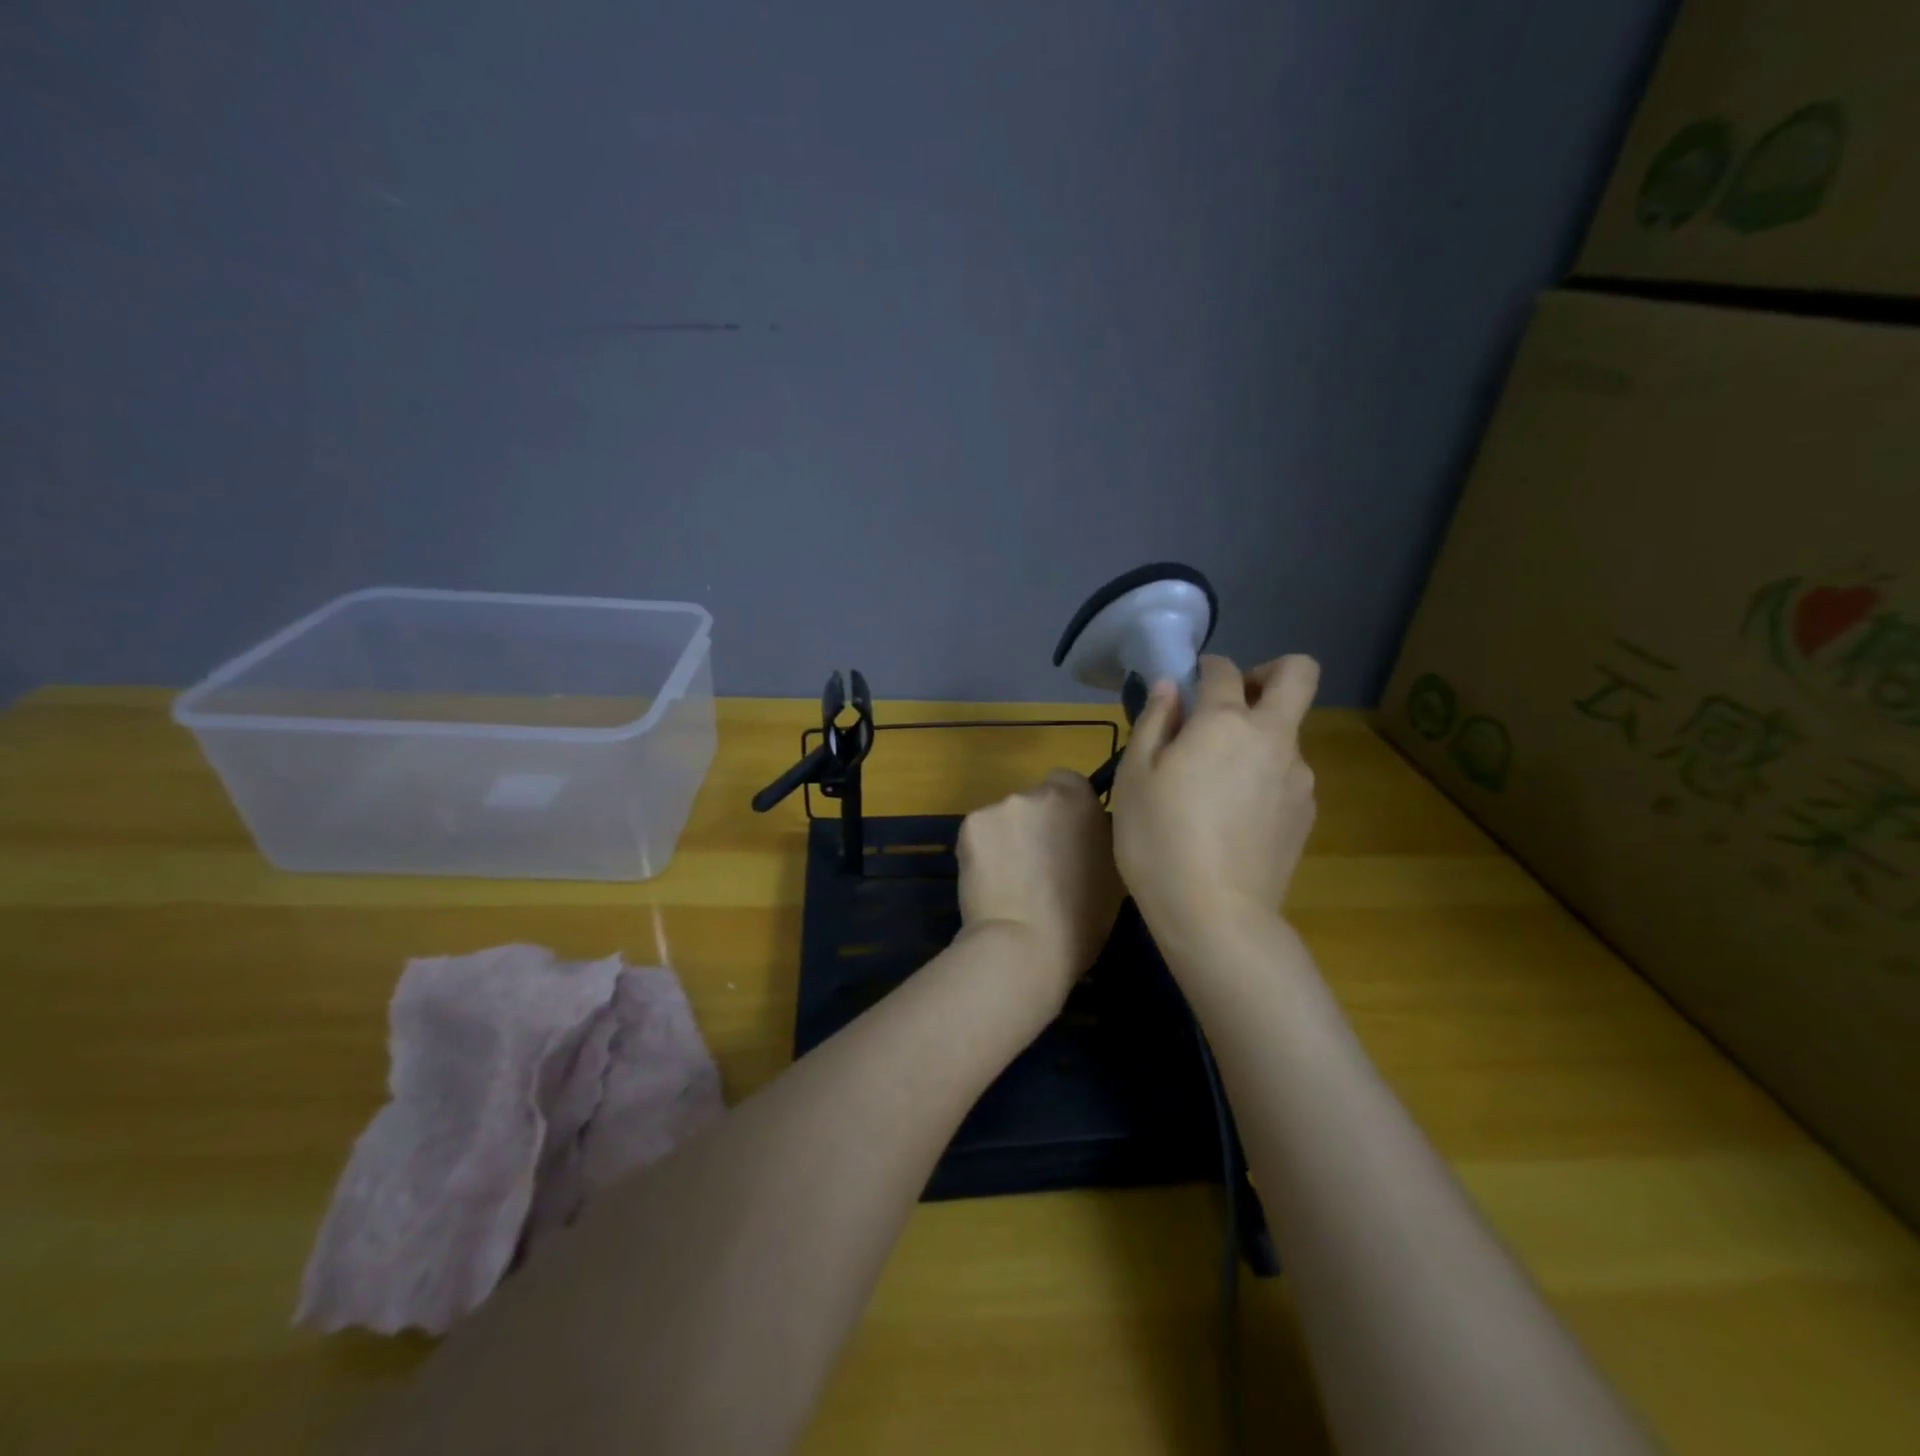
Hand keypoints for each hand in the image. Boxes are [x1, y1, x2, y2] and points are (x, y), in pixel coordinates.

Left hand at [956, 769, 1124, 1008]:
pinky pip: (980, 833)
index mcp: (1079, 800)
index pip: (1068, 782)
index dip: (1065, 809)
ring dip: (1007, 838)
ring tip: (1009, 879)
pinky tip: (988, 881)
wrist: (1023, 944)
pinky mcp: (969, 825)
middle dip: (1034, 824)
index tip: (1064, 839)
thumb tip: (1085, 834)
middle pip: (1034, 799)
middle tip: (1035, 864)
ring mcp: (1000, 806)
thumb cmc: (1081, 920)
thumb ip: (1098, 839)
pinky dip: (982, 851)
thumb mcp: (1113, 873)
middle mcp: (1038, 792)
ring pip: (1004, 818)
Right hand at [1112, 654, 1319, 946]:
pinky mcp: (1306, 813)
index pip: (1223, 670)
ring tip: (1216, 782)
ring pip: (1288, 732)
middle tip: (1230, 704)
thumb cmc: (1159, 839)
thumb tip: (1169, 687)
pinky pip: (1287, 774)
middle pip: (1297, 674)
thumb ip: (1155, 721)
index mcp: (1225, 722)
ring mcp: (1298, 777)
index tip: (1186, 688)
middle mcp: (1273, 737)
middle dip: (1268, 672)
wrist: (1215, 915)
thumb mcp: (1135, 777)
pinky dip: (1265, 775)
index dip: (1203, 669)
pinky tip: (1233, 815)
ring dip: (1259, 736)